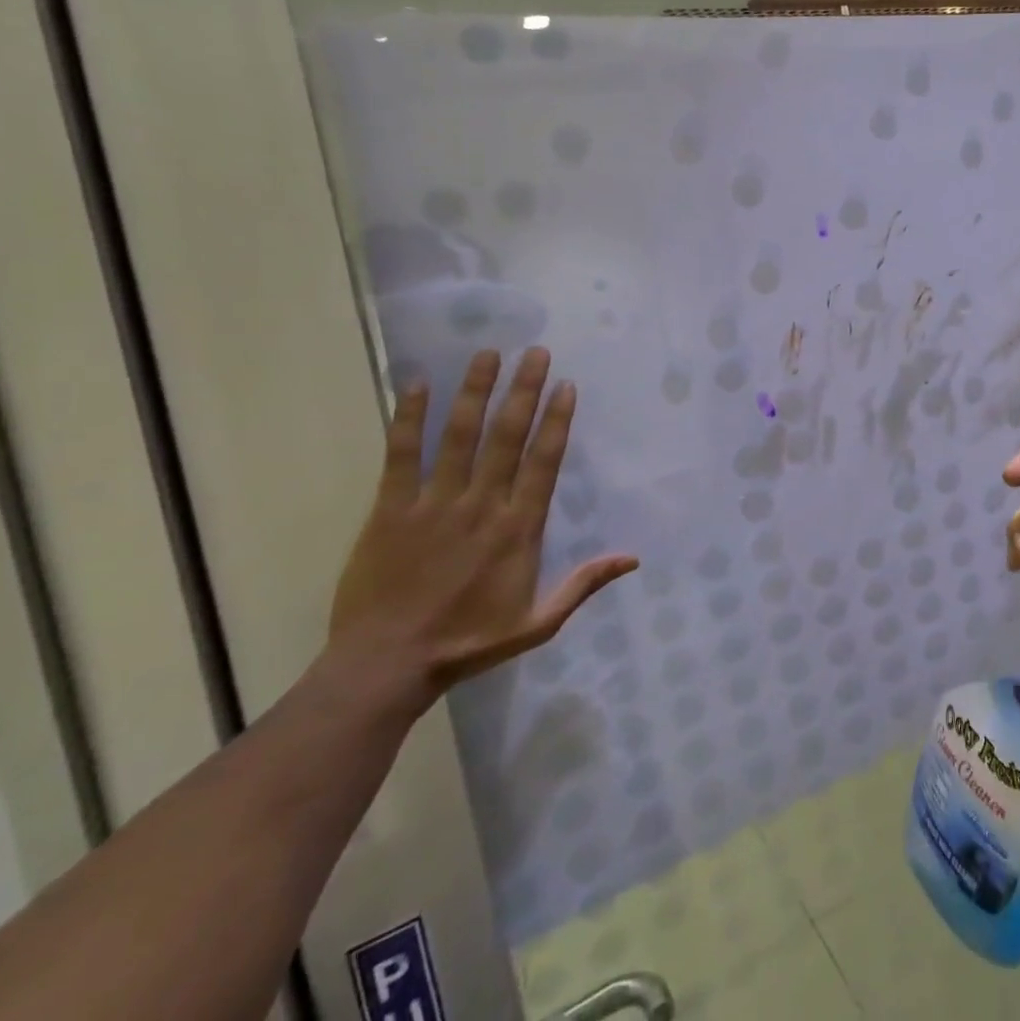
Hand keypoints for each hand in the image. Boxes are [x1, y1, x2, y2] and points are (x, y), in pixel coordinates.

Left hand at [328, 347, 636, 711]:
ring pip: (459, 436)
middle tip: (536, 352)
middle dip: (524, 391)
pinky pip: (401, 456)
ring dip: (476, 392)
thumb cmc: (468, 643)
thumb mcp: (538, 625)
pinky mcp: (390, 510)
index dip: (557, 421)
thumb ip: (583, 585)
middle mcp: (482, 505)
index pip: (544, 462)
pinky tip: (416, 384)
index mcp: (519, 529)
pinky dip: (408, 419)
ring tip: (488, 354)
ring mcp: (434, 504)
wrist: (386, 668)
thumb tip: (633, 558)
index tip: (566, 385)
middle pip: (507, 437)